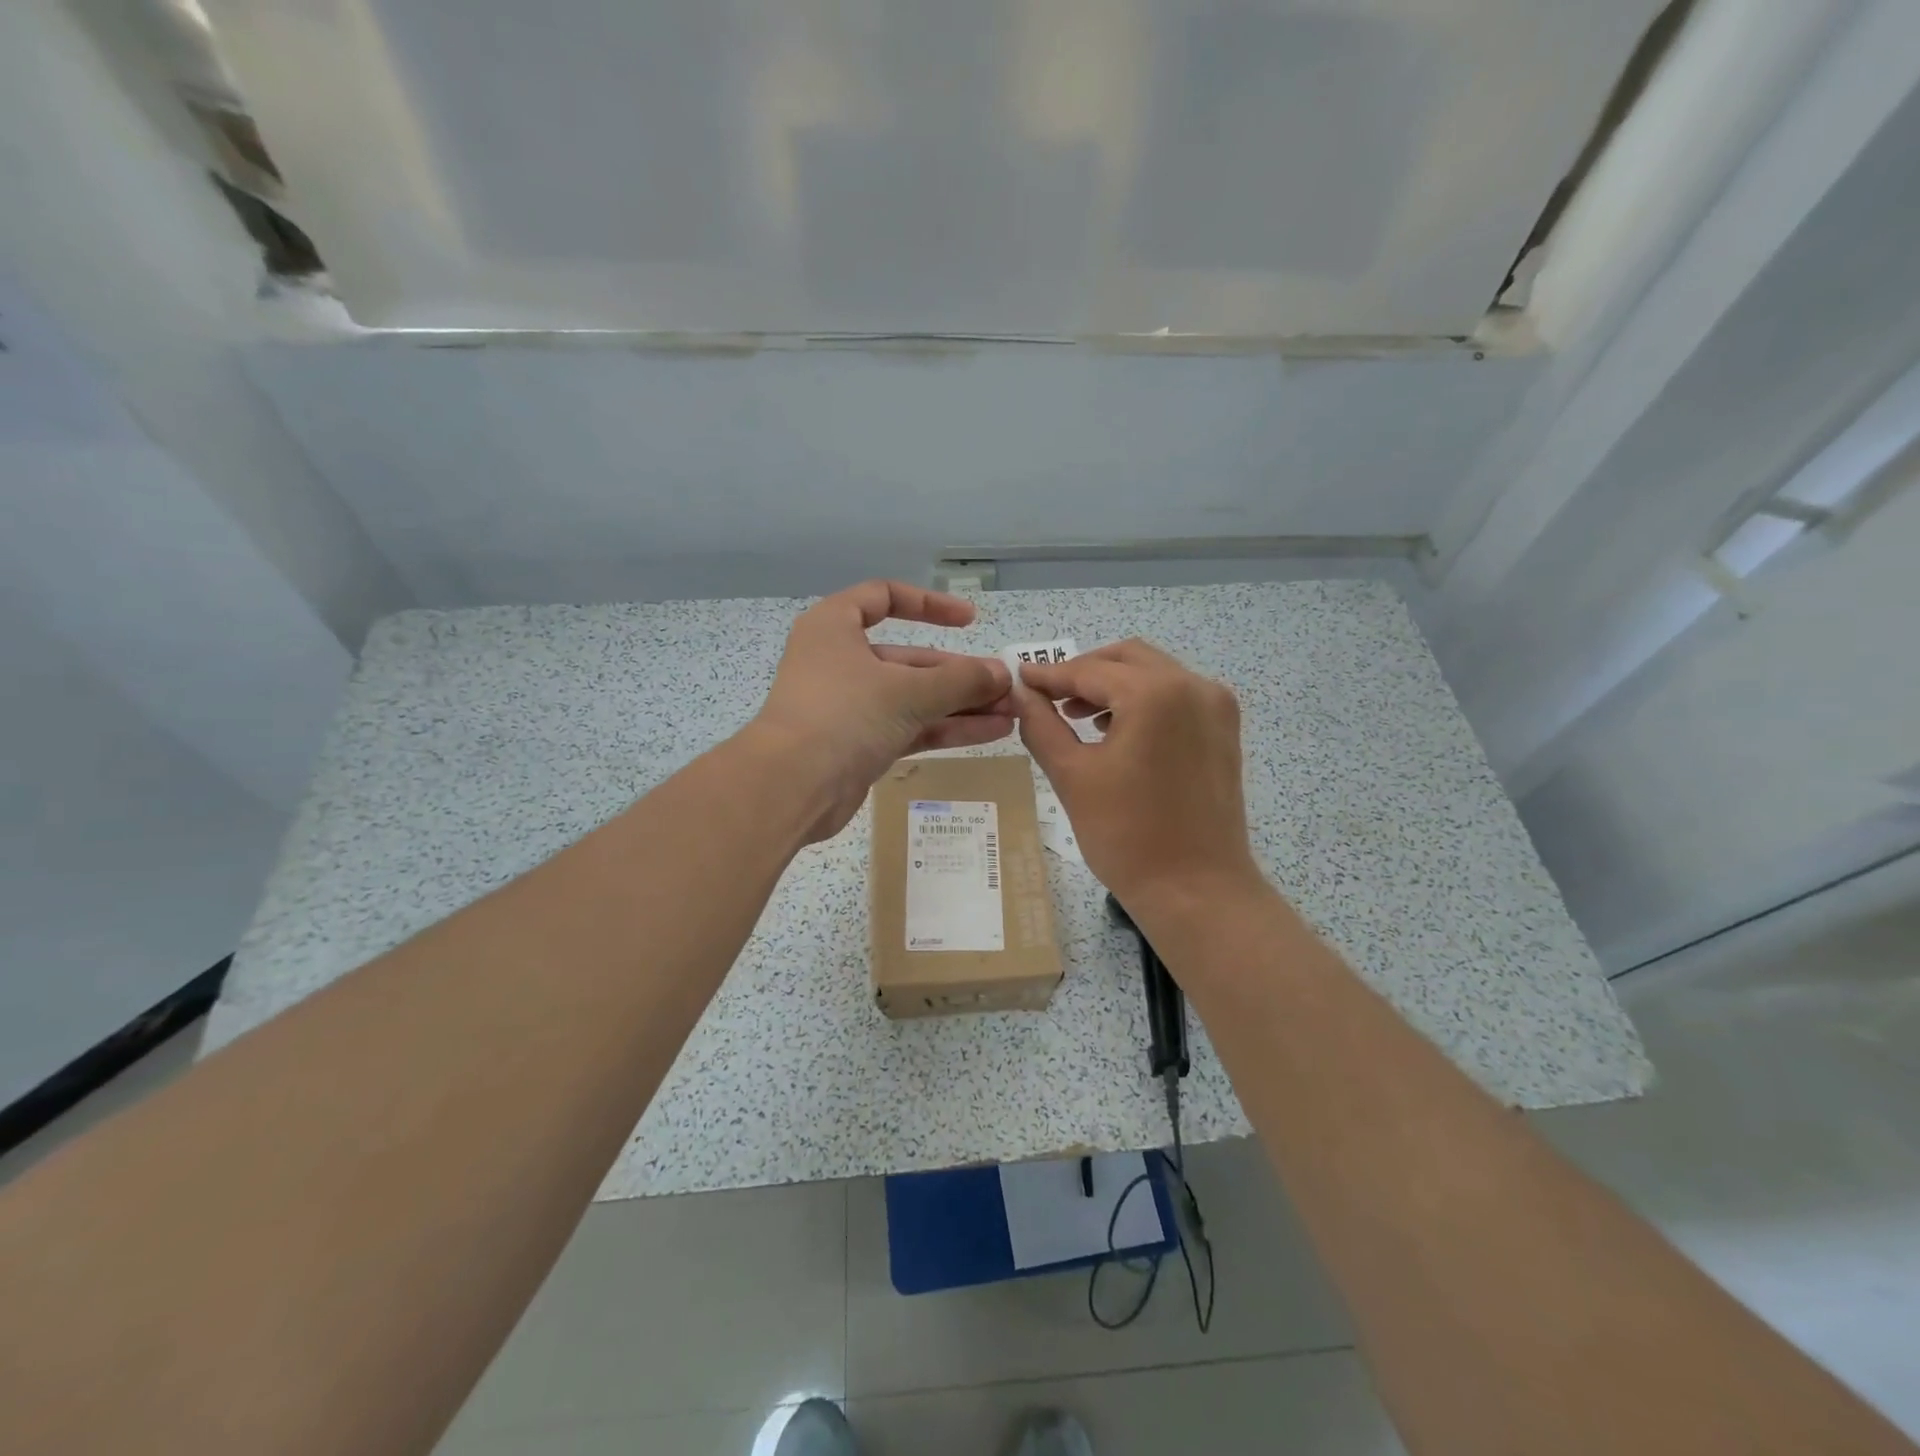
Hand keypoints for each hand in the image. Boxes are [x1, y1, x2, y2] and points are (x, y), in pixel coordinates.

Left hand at [751, 581, 1013, 841]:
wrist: (792, 787)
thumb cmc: (845, 715)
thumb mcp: (909, 691)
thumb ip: (961, 681)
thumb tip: (1003, 675)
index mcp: (835, 627)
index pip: (884, 597)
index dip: (929, 605)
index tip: (970, 620)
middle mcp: (840, 661)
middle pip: (909, 658)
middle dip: (959, 673)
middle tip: (1006, 685)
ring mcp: (849, 706)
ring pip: (913, 697)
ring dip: (960, 704)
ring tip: (1011, 712)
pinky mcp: (859, 744)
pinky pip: (909, 727)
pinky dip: (946, 727)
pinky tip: (991, 732)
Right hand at [1016, 639, 1263, 915]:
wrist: (1197, 891)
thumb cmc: (1127, 836)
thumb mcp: (1072, 776)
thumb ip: (1041, 725)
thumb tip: (1021, 694)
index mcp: (1155, 694)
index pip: (1090, 671)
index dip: (1049, 675)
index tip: (1018, 678)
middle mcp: (1193, 686)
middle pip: (1126, 659)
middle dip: (1083, 672)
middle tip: (1047, 697)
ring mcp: (1216, 707)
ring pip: (1153, 673)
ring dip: (1113, 685)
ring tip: (1075, 716)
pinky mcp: (1224, 730)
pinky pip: (1175, 696)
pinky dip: (1141, 700)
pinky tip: (1115, 729)